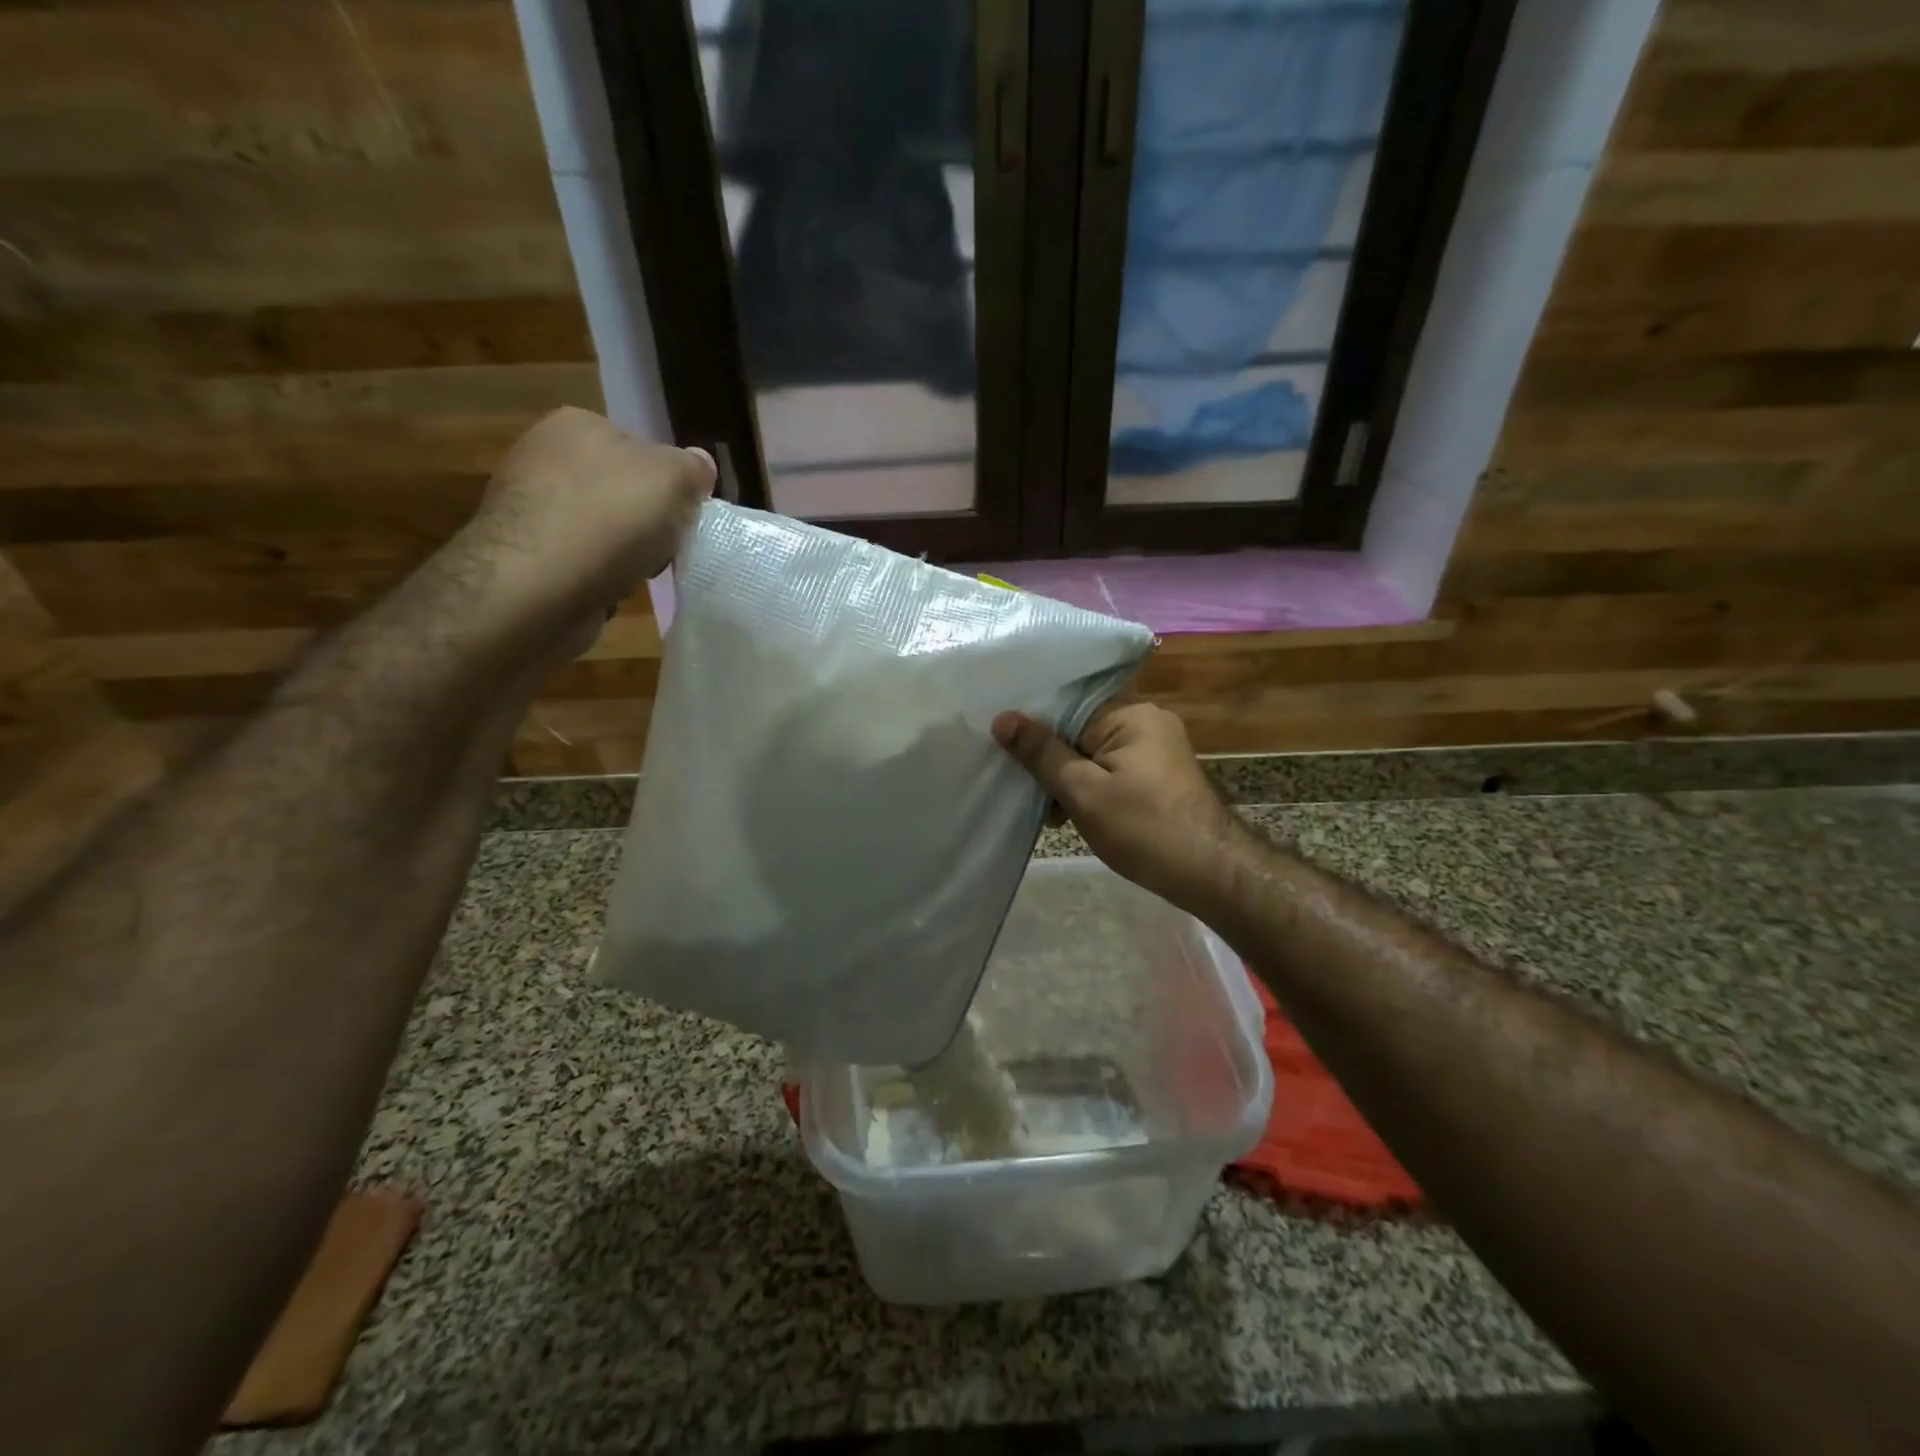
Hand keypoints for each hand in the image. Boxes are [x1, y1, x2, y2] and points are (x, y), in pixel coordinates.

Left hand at [466, 407, 715, 644]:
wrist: (538, 587)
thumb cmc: (610, 518)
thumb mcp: (675, 479)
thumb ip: (693, 468)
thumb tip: (699, 466)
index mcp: (576, 424)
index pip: (639, 447)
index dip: (669, 483)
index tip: (683, 514)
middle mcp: (542, 456)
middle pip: (619, 489)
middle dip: (645, 520)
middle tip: (665, 546)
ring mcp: (527, 507)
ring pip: (600, 528)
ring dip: (623, 552)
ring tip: (635, 573)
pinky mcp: (522, 555)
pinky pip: (579, 562)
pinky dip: (597, 577)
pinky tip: (606, 590)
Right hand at [992, 703, 1247, 914]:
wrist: (1212, 873)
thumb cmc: (1143, 828)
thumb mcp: (1083, 791)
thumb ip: (1041, 753)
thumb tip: (1002, 717)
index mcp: (1131, 714)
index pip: (1067, 707)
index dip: (1034, 728)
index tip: (1003, 749)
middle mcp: (1147, 721)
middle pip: (1080, 731)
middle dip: (1051, 761)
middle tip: (1025, 792)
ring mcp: (1157, 749)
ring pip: (1094, 755)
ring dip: (1070, 781)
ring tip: (1050, 815)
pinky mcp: (1160, 776)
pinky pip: (1112, 771)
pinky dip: (1092, 790)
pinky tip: (1073, 816)